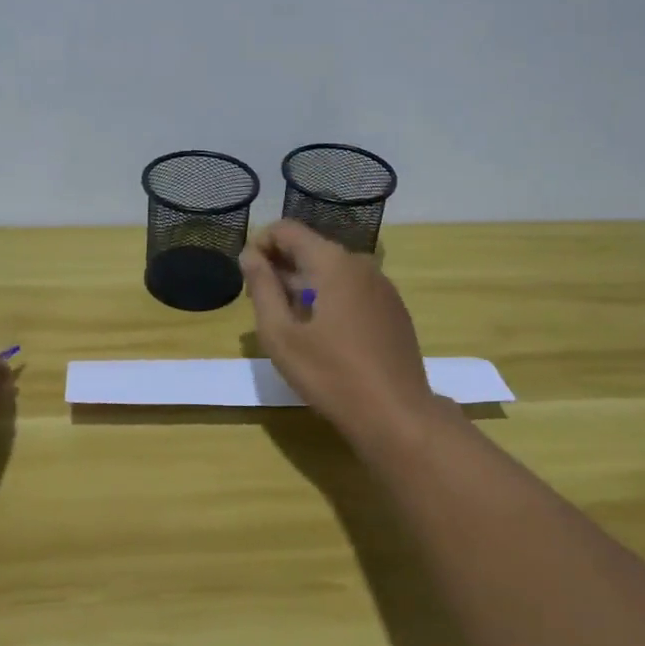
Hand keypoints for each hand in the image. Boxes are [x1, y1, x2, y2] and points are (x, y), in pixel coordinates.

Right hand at [241, 220, 433, 444]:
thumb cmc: (331, 375)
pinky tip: (322, 335)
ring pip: (332, 269)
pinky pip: (352, 288)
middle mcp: (360, 263)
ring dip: (304, 284)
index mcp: (333, 262)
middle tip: (261, 304)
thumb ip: (262, 288)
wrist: (398, 416)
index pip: (287, 229)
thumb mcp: (281, 335)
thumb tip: (249, 255)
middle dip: (281, 267)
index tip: (247, 276)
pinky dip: (329, 298)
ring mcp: (382, 286)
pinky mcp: (393, 309)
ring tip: (288, 322)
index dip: (260, 244)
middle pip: (310, 248)